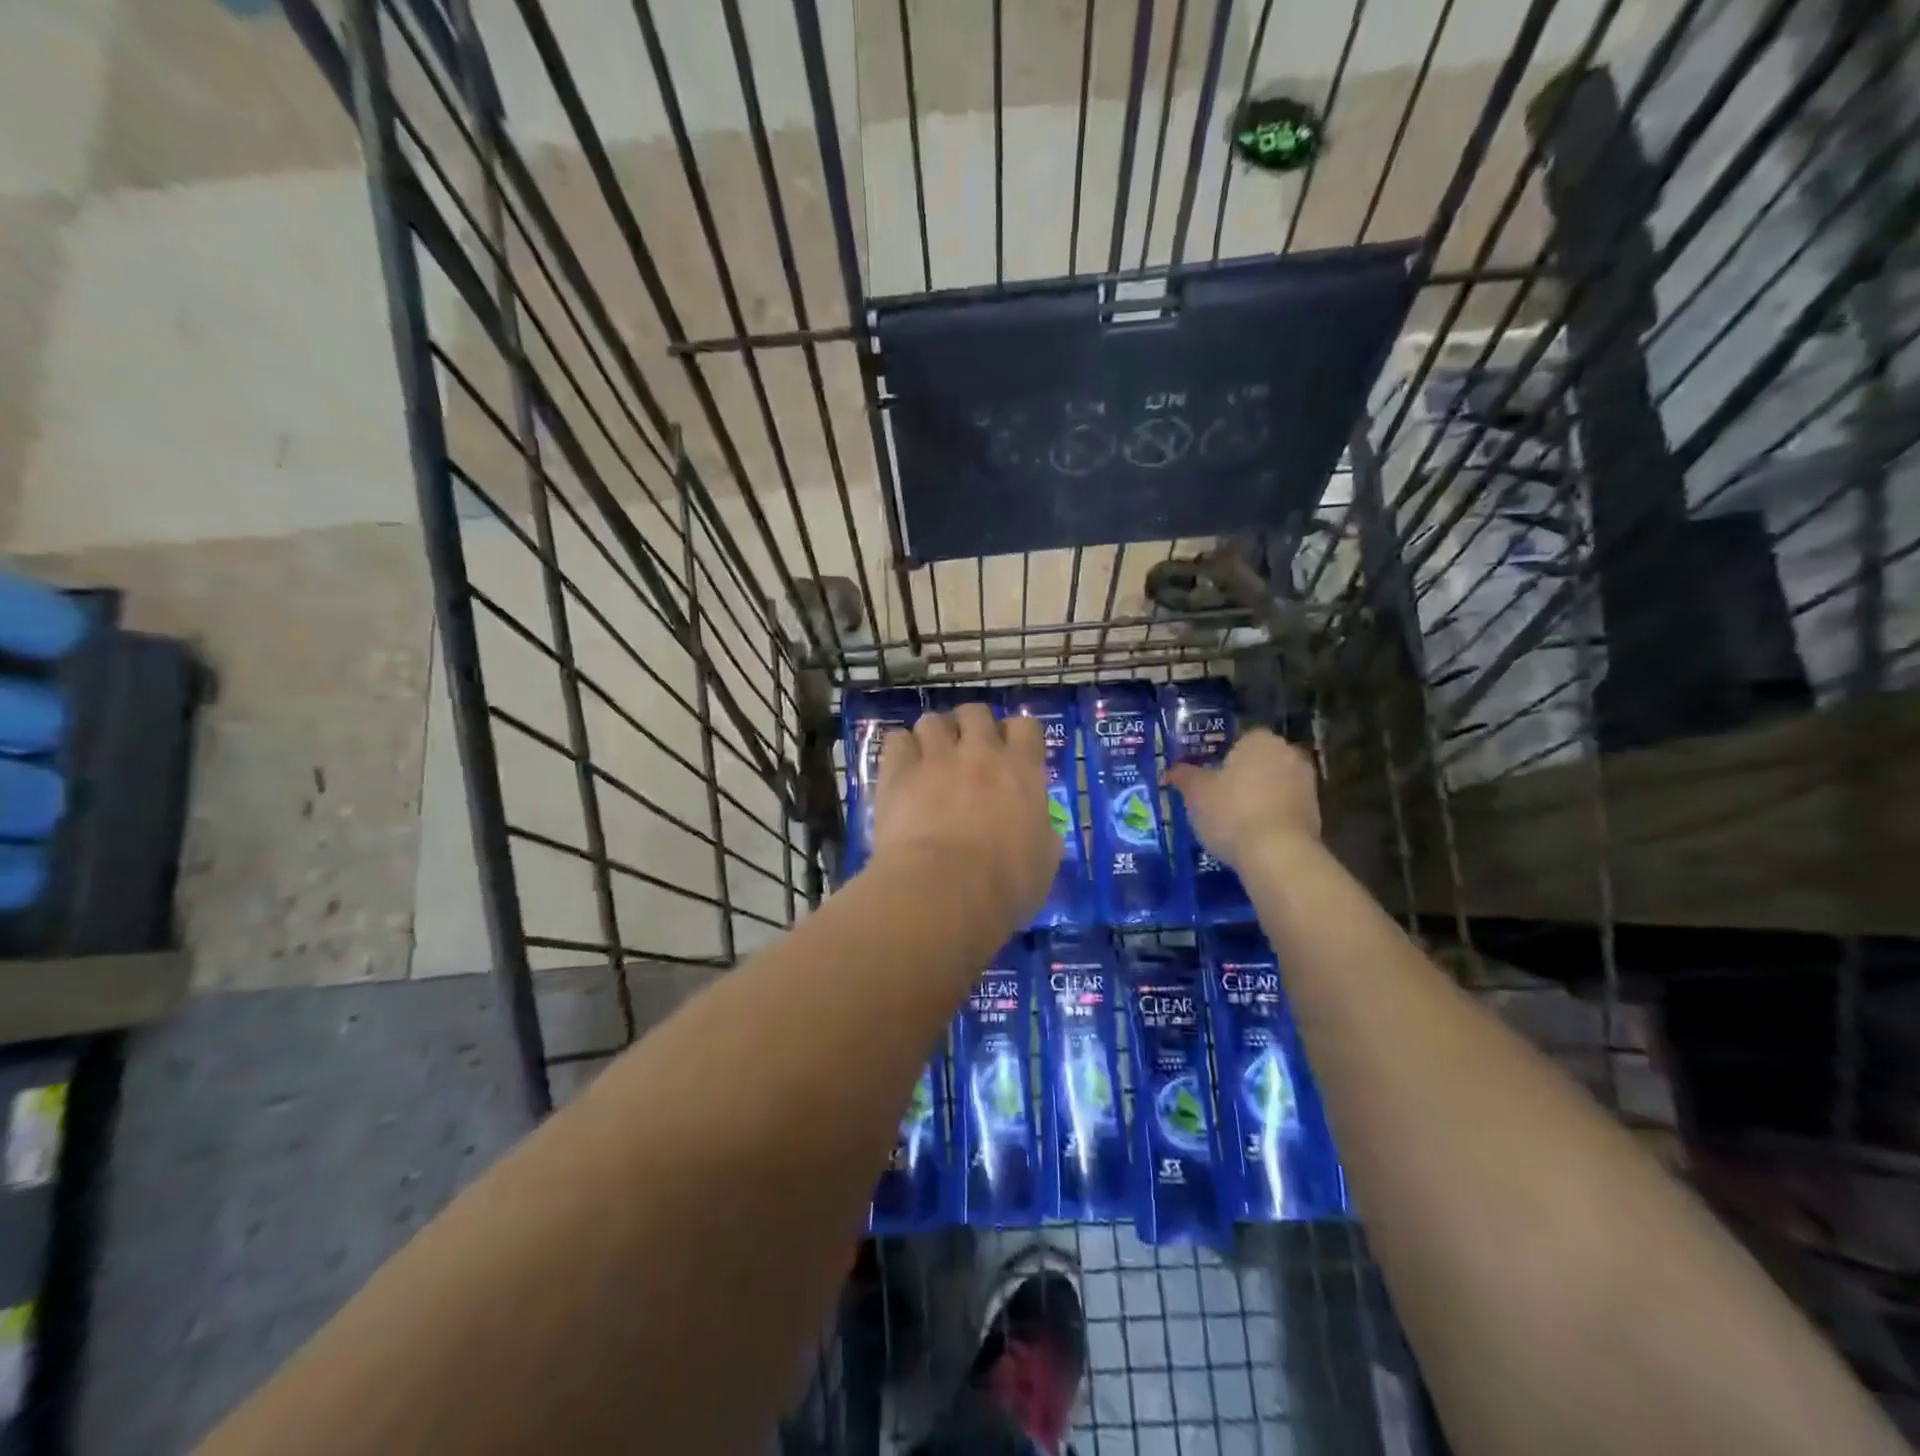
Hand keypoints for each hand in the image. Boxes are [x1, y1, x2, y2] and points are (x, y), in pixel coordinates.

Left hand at [870, 704, 1059, 930]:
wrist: (944, 890)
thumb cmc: (1005, 884)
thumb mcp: (1044, 863)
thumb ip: (1043, 834)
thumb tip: (1041, 829)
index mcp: (1022, 770)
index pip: (1025, 726)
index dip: (1015, 736)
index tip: (1009, 753)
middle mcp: (980, 752)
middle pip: (975, 712)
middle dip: (970, 726)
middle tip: (966, 752)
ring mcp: (936, 757)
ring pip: (932, 720)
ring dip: (934, 736)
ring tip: (929, 759)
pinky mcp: (898, 771)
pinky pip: (896, 739)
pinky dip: (900, 750)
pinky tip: (901, 769)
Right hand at [1164, 727, 1320, 868]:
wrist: (1278, 854)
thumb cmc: (1232, 812)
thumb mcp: (1196, 793)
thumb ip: (1183, 776)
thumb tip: (1171, 770)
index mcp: (1261, 740)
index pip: (1240, 740)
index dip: (1223, 759)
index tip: (1209, 779)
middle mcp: (1290, 754)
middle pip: (1259, 762)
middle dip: (1243, 777)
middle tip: (1219, 799)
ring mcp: (1307, 784)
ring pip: (1274, 785)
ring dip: (1259, 798)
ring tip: (1235, 822)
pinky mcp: (1316, 813)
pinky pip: (1285, 808)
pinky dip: (1272, 817)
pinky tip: (1254, 836)